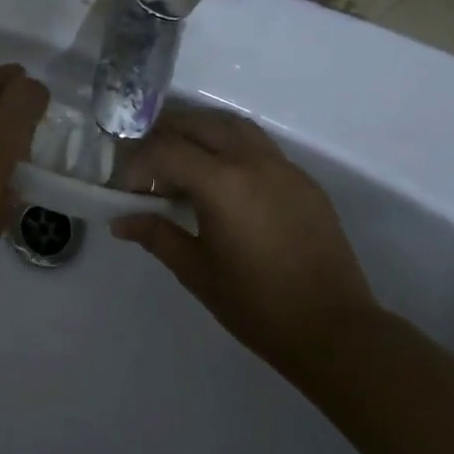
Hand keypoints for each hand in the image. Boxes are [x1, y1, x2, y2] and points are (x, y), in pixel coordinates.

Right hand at [110, 106, 377, 372]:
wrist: (333, 330)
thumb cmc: (256, 304)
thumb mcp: (196, 271)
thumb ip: (157, 235)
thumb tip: (120, 221)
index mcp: (223, 183)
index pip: (166, 149)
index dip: (138, 162)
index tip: (127, 188)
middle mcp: (253, 161)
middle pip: (198, 123)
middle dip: (164, 134)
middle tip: (146, 162)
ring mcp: (283, 167)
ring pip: (232, 126)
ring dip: (199, 132)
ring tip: (180, 159)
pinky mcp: (303, 181)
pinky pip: (258, 145)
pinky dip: (229, 146)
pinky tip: (221, 179)